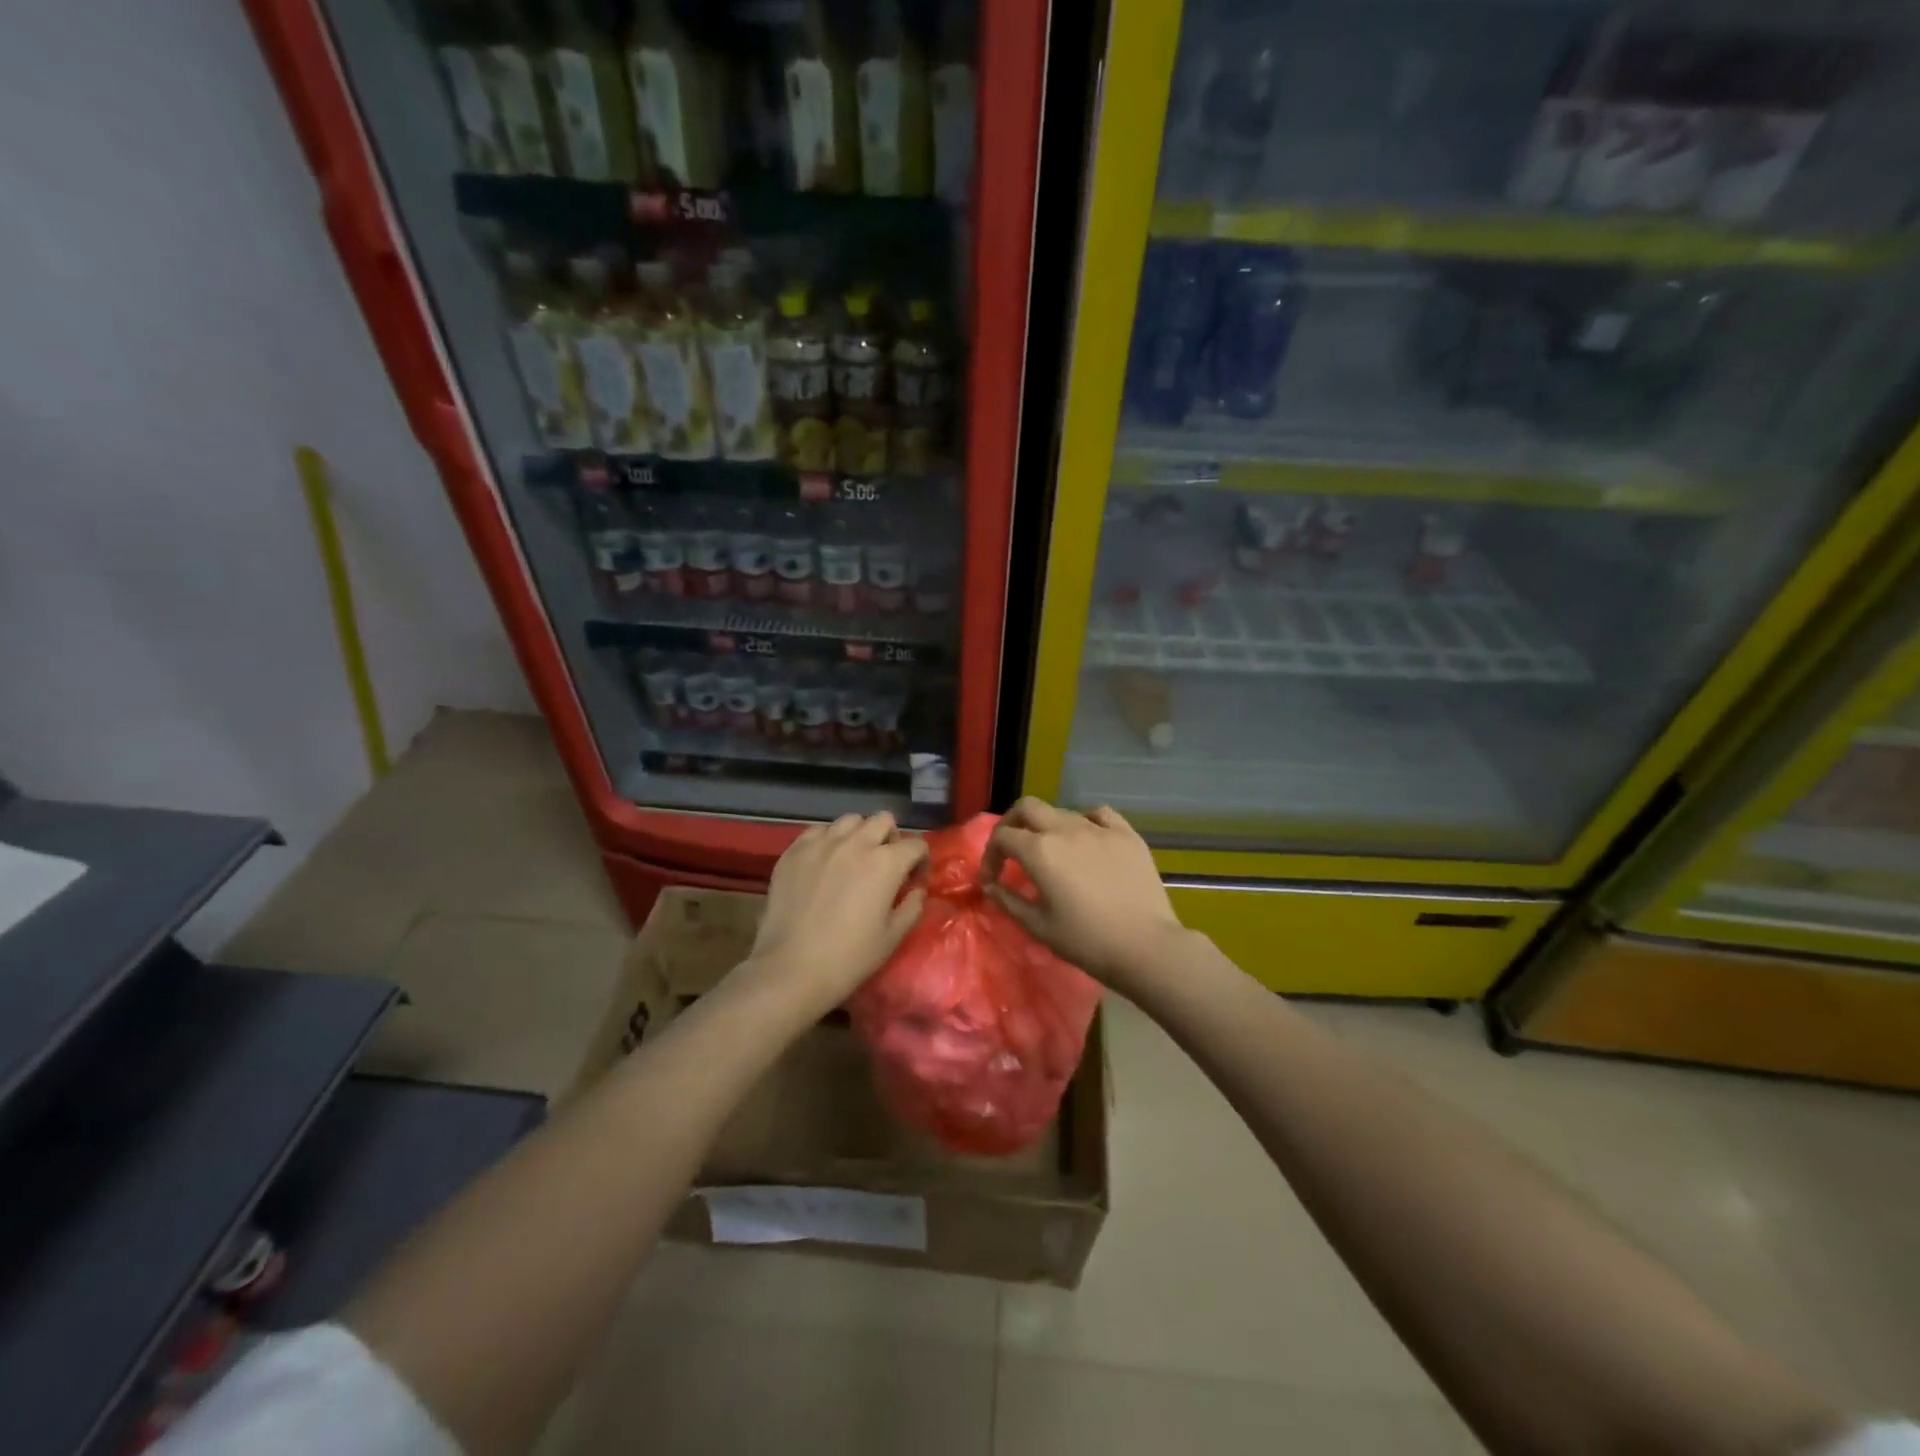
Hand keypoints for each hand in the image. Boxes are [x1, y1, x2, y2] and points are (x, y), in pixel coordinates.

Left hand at [744, 812, 928, 1012]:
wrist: (791, 969)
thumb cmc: (849, 958)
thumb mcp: (893, 937)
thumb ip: (912, 906)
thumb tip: (915, 889)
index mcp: (886, 863)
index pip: (916, 844)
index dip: (920, 861)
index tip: (914, 880)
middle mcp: (856, 843)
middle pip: (883, 820)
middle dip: (891, 838)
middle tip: (886, 864)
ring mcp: (822, 844)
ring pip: (850, 820)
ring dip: (859, 835)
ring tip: (854, 859)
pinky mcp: (794, 851)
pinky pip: (817, 831)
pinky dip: (827, 841)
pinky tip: (824, 863)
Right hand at [982, 799, 1191, 992]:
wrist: (1145, 946)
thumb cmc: (1086, 941)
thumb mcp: (1038, 927)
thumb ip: (1009, 901)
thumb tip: (990, 886)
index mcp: (1040, 851)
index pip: (1002, 837)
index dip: (990, 856)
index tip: (993, 879)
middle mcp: (1066, 829)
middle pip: (1027, 808)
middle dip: (1011, 824)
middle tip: (1011, 849)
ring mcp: (1099, 828)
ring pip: (1061, 811)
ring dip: (1047, 826)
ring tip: (1051, 852)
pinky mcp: (1126, 834)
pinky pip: (1099, 814)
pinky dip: (1085, 821)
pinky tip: (1087, 838)